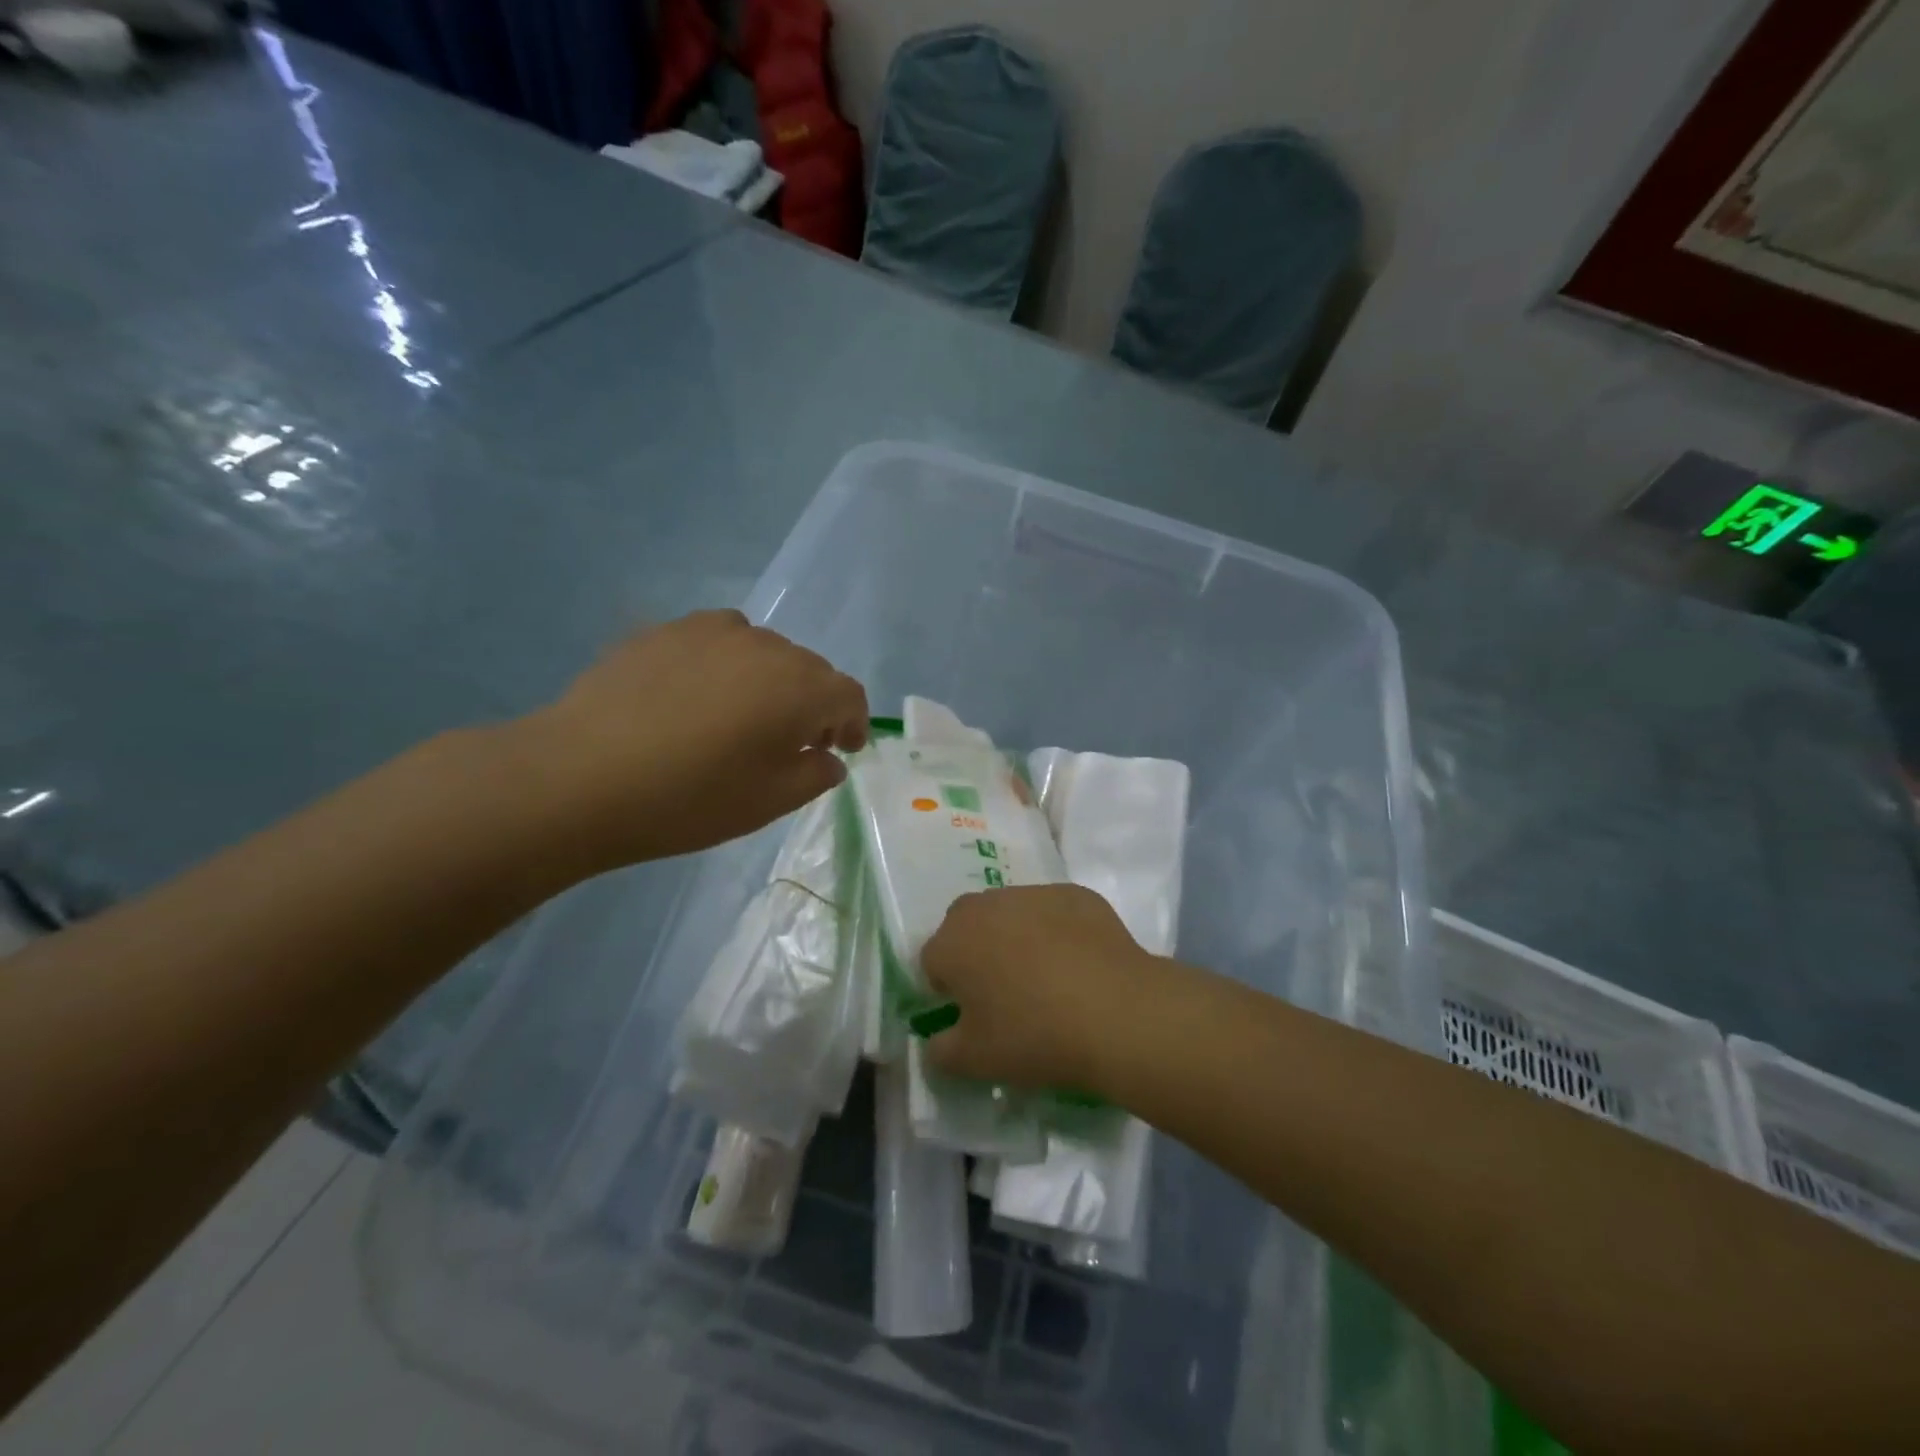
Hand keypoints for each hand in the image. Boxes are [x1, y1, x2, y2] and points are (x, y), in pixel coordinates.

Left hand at [517, 611, 867, 870]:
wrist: (581, 776)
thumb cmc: (690, 798)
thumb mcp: (769, 802)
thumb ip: (815, 775)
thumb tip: (828, 757)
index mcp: (800, 688)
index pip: (848, 694)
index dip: (853, 722)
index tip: (843, 749)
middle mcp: (766, 646)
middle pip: (808, 669)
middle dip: (813, 704)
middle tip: (794, 742)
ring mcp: (711, 631)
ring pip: (763, 651)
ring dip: (769, 681)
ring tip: (742, 715)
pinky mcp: (665, 630)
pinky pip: (716, 641)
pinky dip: (724, 665)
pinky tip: (694, 697)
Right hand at [919, 884, 1162, 1092]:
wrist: (1117, 1012)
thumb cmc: (1034, 1036)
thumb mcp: (974, 1062)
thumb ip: (940, 1051)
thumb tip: (936, 1042)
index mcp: (952, 941)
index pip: (932, 962)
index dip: (948, 990)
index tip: (971, 1016)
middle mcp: (986, 905)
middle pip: (967, 927)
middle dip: (976, 953)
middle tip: (1004, 994)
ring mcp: (1033, 894)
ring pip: (1010, 914)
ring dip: (1016, 937)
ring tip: (1046, 979)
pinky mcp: (1075, 894)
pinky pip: (1053, 912)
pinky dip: (1057, 932)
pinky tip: (1079, 965)